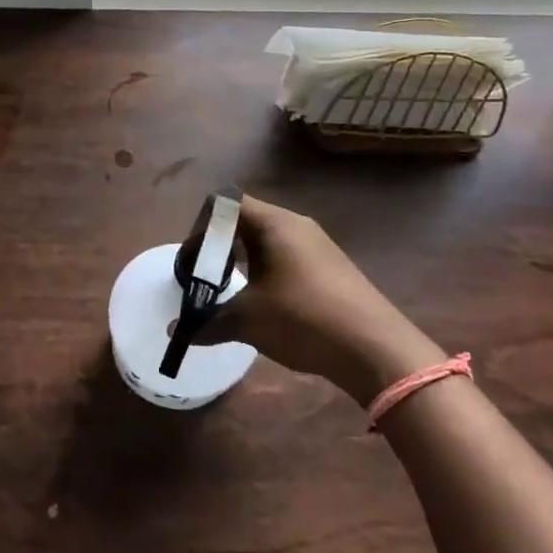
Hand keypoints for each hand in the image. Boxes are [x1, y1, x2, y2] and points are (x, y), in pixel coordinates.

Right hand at [191, 194, 444, 405]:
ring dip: (243, 259)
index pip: (224, 203)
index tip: (193, 261)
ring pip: (267, 238)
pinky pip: (287, 255)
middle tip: (205, 277)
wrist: (376, 349)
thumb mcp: (248, 321)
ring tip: (232, 291)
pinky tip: (267, 303)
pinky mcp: (331, 266)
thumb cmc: (303, 319)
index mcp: (273, 223)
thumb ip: (208, 322)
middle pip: (244, 219)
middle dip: (219, 245)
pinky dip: (267, 270)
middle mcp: (295, 224)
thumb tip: (176, 331)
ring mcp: (317, 244)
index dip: (200, 227)